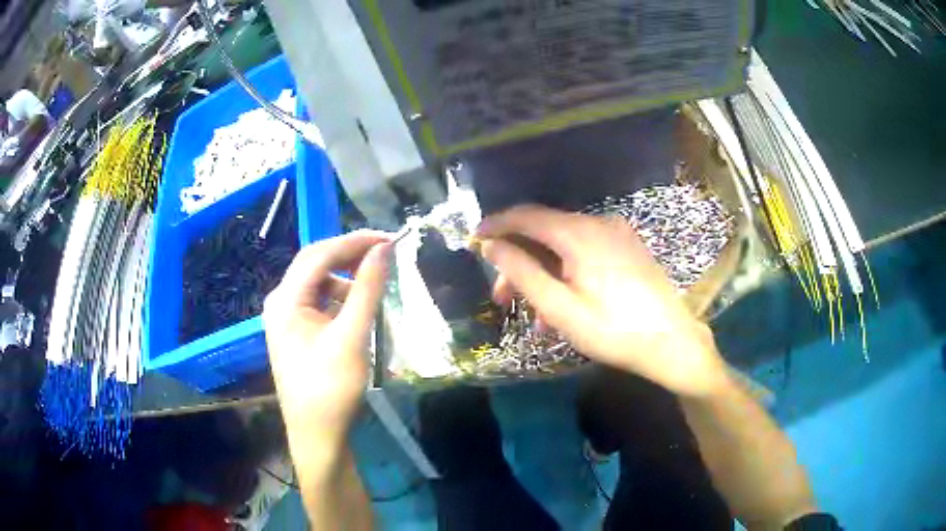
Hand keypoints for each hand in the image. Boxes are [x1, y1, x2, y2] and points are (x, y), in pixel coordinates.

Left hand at [263, 231, 391, 456]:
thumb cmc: (332, 388)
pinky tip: (359, 307)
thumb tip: (384, 248)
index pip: (320, 253)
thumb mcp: (352, 336)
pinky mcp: (295, 331)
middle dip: (350, 254)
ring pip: (318, 282)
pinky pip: (318, 301)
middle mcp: (280, 301)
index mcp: (286, 299)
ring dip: (346, 276)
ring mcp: (285, 317)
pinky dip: (340, 297)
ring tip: (376, 282)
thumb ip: (367, 289)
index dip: (355, 241)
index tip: (390, 238)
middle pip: (315, 263)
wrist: (317, 435)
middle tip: (385, 252)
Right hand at [477, 205, 727, 396]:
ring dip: (542, 270)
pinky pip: (586, 249)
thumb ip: (522, 272)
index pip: (525, 216)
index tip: (474, 241)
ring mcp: (616, 233)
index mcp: (578, 233)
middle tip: (503, 297)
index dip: (496, 226)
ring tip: (536, 312)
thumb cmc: (613, 330)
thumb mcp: (559, 308)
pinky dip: (566, 269)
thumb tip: (491, 246)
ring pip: (564, 243)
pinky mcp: (628, 246)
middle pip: (544, 231)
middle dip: (519, 260)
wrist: (672, 341)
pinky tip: (564, 301)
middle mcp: (598, 222)